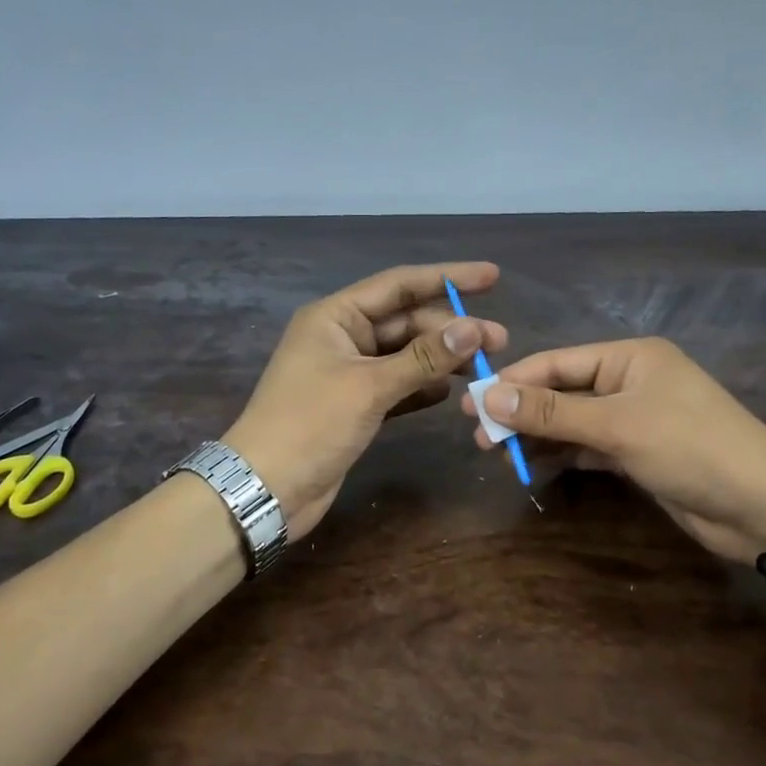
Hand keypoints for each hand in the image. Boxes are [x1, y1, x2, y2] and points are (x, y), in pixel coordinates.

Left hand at [223, 263, 507, 537]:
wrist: (266, 489)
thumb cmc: (310, 425)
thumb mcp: (369, 387)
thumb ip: (423, 358)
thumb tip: (474, 329)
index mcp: (335, 317)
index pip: (399, 285)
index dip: (446, 278)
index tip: (491, 277)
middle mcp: (343, 337)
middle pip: (406, 322)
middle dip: (451, 328)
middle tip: (499, 340)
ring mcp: (349, 373)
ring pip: (405, 355)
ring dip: (441, 359)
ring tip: (484, 367)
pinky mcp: (355, 406)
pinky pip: (398, 386)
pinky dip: (423, 386)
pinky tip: (451, 392)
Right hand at [463, 337, 765, 561]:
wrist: (759, 505)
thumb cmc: (689, 447)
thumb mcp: (617, 425)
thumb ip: (552, 413)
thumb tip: (488, 398)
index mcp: (629, 357)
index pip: (557, 363)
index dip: (513, 382)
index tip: (471, 402)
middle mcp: (629, 381)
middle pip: (561, 391)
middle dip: (521, 412)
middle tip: (478, 437)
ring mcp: (634, 418)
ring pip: (572, 421)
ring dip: (537, 435)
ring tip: (496, 453)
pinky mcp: (637, 452)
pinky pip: (587, 446)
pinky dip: (562, 454)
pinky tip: (531, 464)